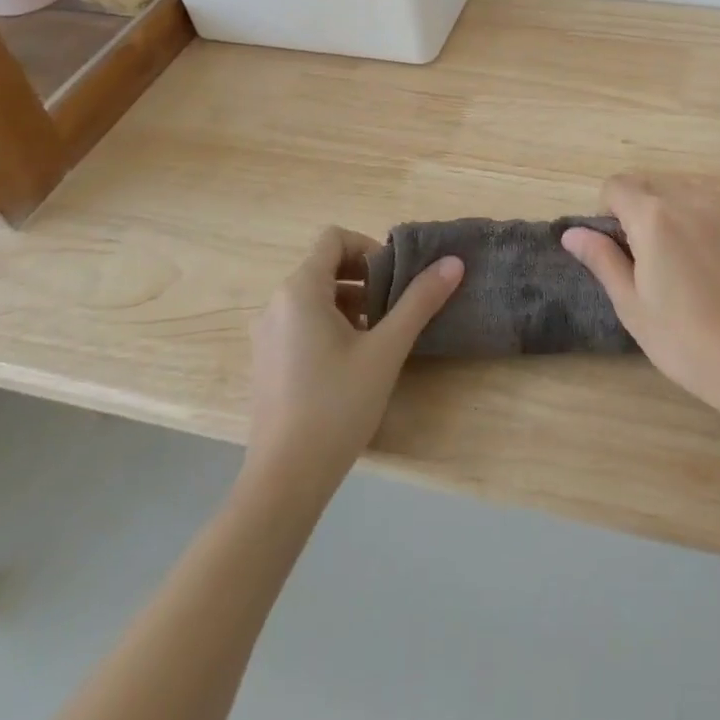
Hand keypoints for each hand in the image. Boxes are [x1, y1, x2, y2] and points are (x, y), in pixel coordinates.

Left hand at [247, 226, 463, 485]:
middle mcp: (276, 304)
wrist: (284, 480)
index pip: (333, 238)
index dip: (368, 247)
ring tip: (378, 336)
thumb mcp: (387, 349)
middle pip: (324, 267)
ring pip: (313, 297)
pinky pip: (300, 323)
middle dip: (363, 278)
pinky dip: (328, 325)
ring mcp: (265, 335)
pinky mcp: (266, 362)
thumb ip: (420, 301)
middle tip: (393, 306)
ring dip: (349, 303)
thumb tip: (453, 262)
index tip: (394, 277)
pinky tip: (351, 363)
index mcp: (300, 290)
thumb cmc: (337, 405)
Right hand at [562, 174, 719, 418]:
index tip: (615, 248)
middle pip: (646, 182)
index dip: (605, 211)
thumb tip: (572, 233)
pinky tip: (701, 256)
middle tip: (641, 255)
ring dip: (664, 206)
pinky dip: (692, 212)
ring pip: (677, 186)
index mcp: (654, 218)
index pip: (616, 186)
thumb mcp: (632, 305)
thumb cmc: (686, 341)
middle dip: (633, 206)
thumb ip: (602, 259)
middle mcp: (688, 199)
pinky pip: (706, 199)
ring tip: (672, 254)